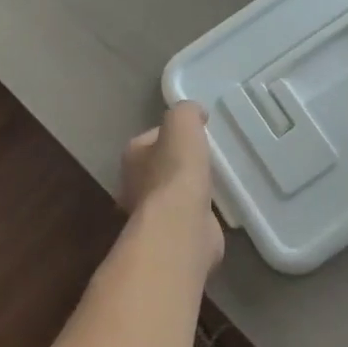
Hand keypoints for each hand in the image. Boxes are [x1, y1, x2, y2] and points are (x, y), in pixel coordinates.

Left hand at [119, 102, 222, 269]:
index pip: (152, 138)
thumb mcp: (182, 122)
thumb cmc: (177, 169)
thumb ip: (187, 111)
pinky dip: (197, 211)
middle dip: (178, 162)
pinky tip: (214, 207)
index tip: (195, 133)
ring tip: (212, 181)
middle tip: (204, 157)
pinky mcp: (170, 235)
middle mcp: (134, 184)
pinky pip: (186, 215)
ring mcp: (151, 213)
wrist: (181, 225)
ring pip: (172, 192)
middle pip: (159, 166)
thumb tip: (196, 113)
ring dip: (188, 188)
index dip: (172, 134)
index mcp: (133, 155)